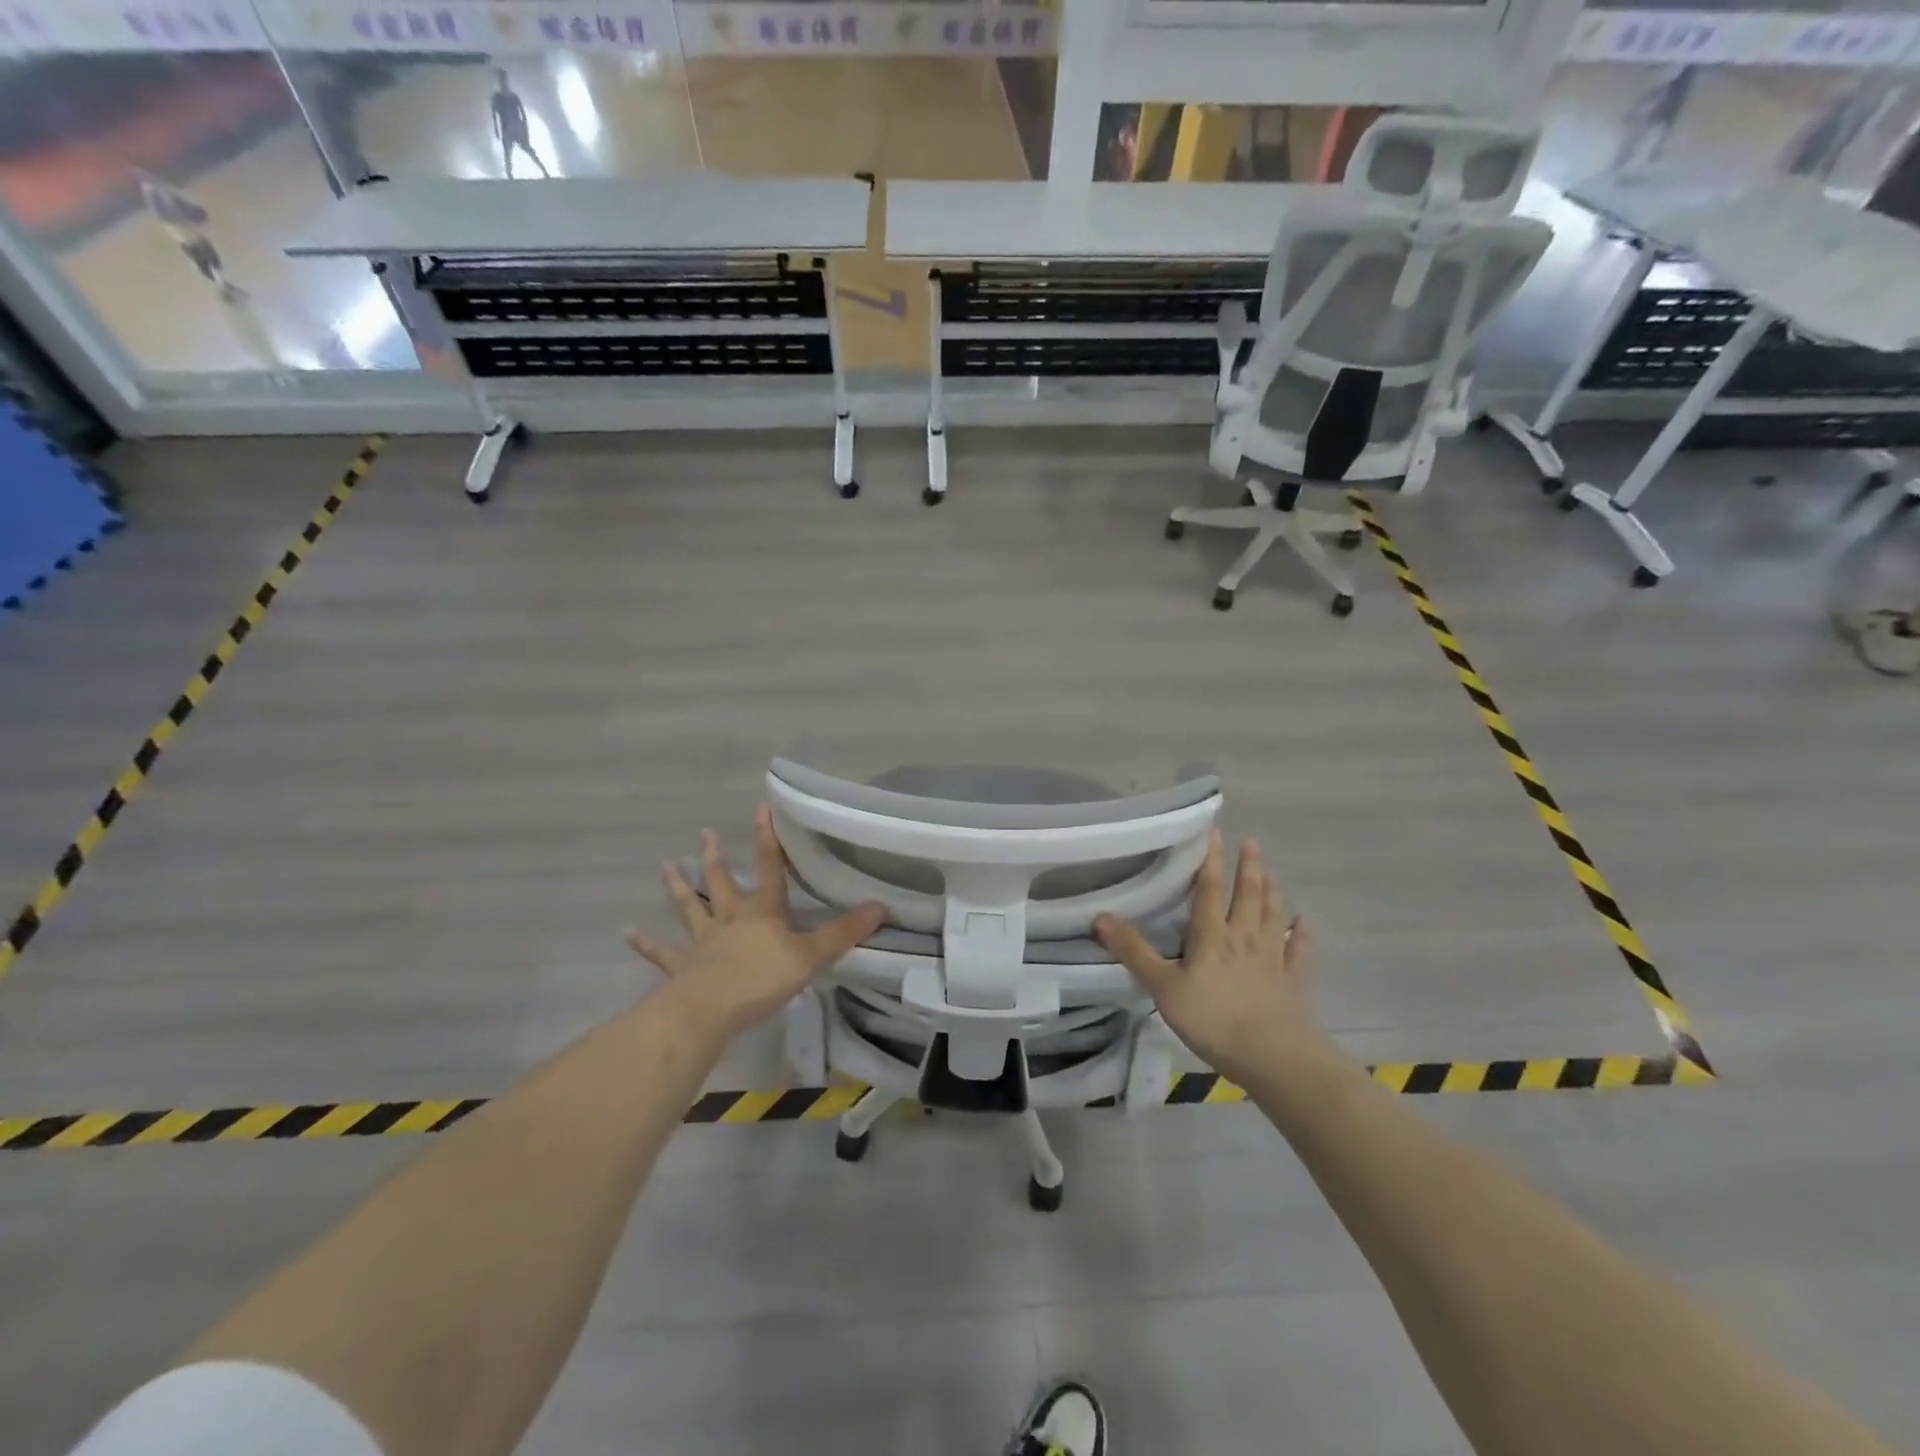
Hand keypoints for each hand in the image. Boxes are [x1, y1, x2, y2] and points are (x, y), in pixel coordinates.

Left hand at [627, 807, 883, 1038]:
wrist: (709, 1010)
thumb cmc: (762, 979)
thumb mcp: (812, 955)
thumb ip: (844, 932)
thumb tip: (881, 906)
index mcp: (762, 912)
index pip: (769, 867)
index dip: (768, 838)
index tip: (761, 808)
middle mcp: (730, 918)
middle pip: (722, 882)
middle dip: (715, 857)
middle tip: (704, 833)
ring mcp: (702, 941)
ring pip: (690, 907)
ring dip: (679, 887)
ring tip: (666, 865)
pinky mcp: (681, 966)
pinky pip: (662, 952)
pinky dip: (646, 943)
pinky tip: (628, 932)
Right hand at [1094, 832, 1324, 1086]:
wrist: (1272, 1056)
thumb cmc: (1212, 1019)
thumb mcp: (1163, 986)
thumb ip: (1134, 952)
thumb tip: (1100, 916)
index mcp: (1212, 936)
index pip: (1210, 890)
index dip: (1211, 861)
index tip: (1215, 833)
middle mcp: (1244, 938)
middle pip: (1247, 896)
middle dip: (1248, 868)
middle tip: (1252, 842)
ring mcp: (1272, 959)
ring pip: (1273, 917)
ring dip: (1272, 892)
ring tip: (1272, 871)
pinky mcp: (1292, 982)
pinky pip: (1298, 951)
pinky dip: (1302, 934)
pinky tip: (1304, 922)